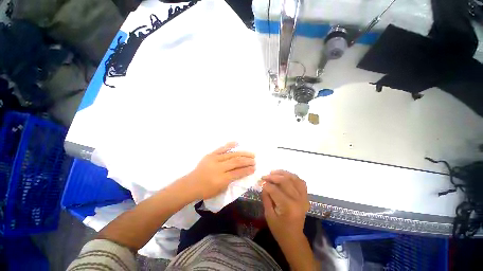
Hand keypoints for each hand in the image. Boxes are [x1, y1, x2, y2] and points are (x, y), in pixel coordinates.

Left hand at [187, 142, 255, 199]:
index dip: (247, 170)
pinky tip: (237, 142)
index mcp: (221, 179)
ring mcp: (214, 159)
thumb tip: (242, 172)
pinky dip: (229, 145)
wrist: (190, 184)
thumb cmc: (206, 190)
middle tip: (254, 160)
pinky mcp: (210, 155)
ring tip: (251, 154)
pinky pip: (221, 148)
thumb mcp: (221, 190)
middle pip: (236, 162)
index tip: (254, 168)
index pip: (238, 173)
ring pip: (231, 154)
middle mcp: (218, 168)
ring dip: (242, 153)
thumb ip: (232, 180)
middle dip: (247, 161)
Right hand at [261, 170, 309, 244]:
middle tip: (265, 176)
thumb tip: (264, 184)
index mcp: (288, 207)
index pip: (275, 190)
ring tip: (273, 172)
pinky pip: (301, 182)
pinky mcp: (306, 197)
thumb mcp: (268, 215)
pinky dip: (293, 177)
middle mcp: (298, 200)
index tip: (259, 182)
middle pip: (285, 181)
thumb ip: (266, 198)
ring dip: (283, 173)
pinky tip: (285, 176)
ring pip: (294, 178)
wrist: (294, 238)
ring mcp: (304, 198)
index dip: (266, 184)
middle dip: (273, 177)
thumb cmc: (279, 229)